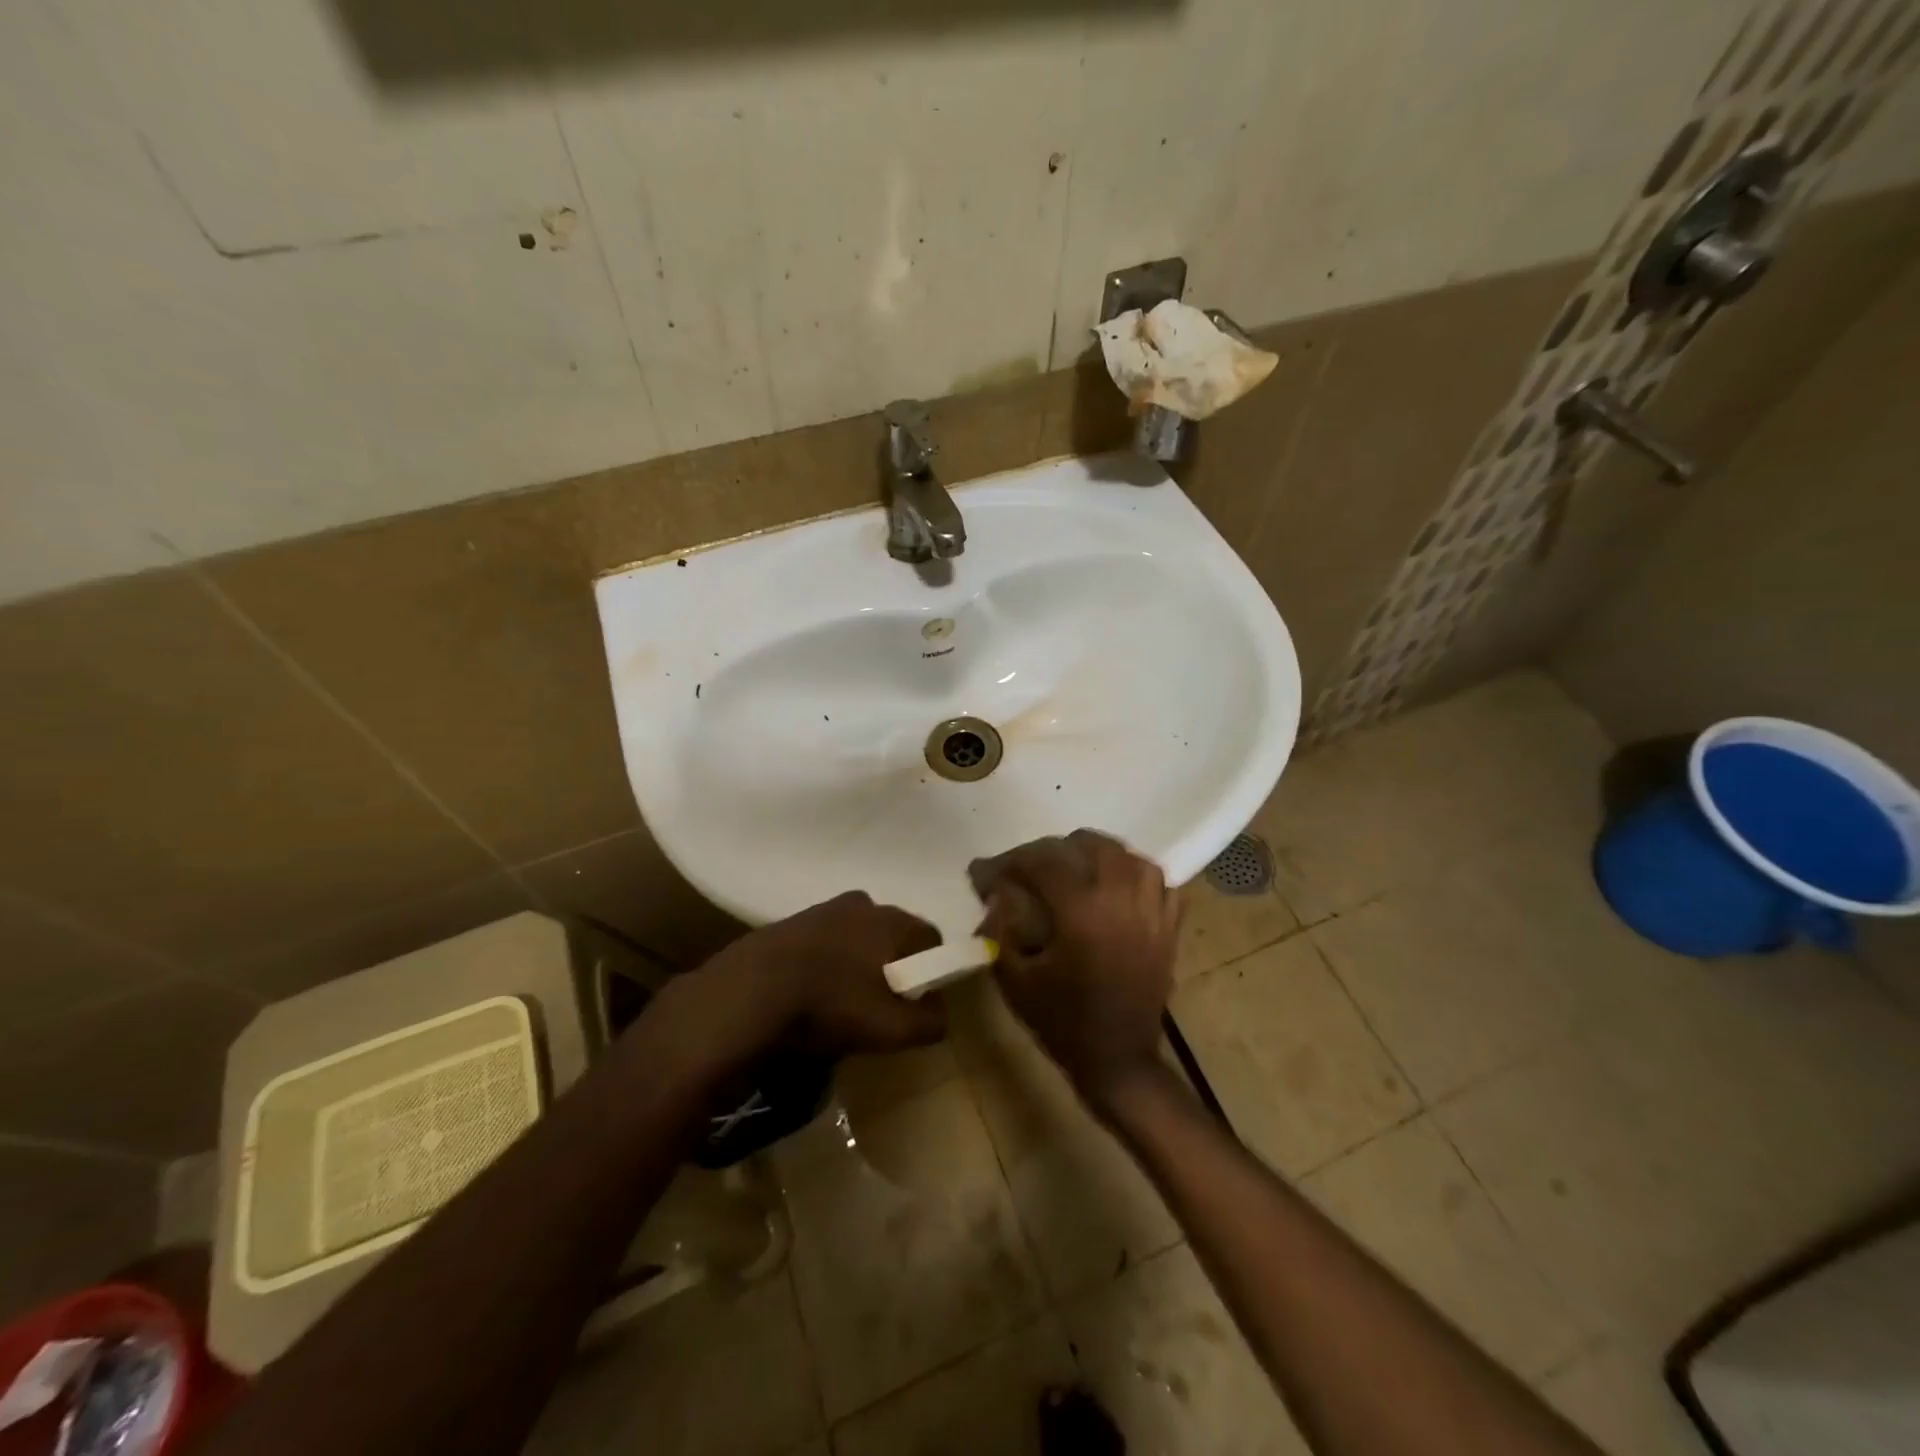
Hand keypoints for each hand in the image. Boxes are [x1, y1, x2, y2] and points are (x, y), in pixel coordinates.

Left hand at [695, 891, 946, 1059]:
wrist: (746, 993)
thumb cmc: (831, 1005)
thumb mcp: (892, 1029)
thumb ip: (930, 1022)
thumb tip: (940, 1014)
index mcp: (892, 919)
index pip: (932, 939)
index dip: (931, 973)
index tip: (916, 1003)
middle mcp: (863, 903)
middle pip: (892, 936)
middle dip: (891, 966)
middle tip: (879, 1005)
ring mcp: (821, 909)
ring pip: (855, 936)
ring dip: (855, 963)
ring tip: (840, 1002)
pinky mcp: (788, 922)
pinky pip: (822, 942)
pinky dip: (824, 963)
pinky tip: (810, 993)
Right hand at [968, 829, 1178, 1102]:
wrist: (1117, 1060)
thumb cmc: (1061, 1022)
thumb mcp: (1014, 979)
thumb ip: (999, 931)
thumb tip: (996, 897)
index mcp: (1080, 911)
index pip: (1042, 862)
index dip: (1010, 862)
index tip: (986, 872)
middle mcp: (1120, 900)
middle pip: (1089, 845)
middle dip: (1053, 850)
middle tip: (1030, 870)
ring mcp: (1151, 912)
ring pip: (1128, 856)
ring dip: (1098, 854)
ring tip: (1076, 867)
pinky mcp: (1168, 928)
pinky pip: (1160, 883)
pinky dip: (1139, 874)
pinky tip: (1120, 884)